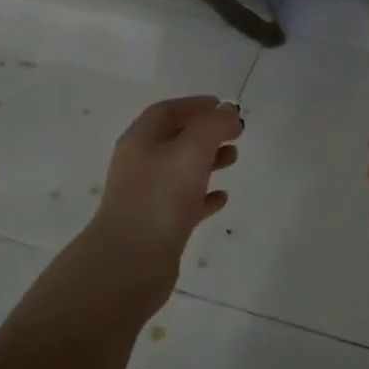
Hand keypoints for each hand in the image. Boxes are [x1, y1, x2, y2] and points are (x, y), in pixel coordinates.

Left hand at [82, 95, 242, 313]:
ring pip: (181, 170)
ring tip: (234, 159)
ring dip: (208, 161)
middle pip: (174, 139)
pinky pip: (184, 202)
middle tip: (237, 134)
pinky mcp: (158, 226)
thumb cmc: (160, 198)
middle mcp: (140, 165)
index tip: (225, 107)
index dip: (195, 105)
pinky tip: (222, 197)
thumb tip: (228, 111)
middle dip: (205, 133)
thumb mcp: (190, 151)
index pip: (167, 111)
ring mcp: (147, 196)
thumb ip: (212, 126)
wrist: (131, 263)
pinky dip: (204, 195)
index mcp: (140, 141)